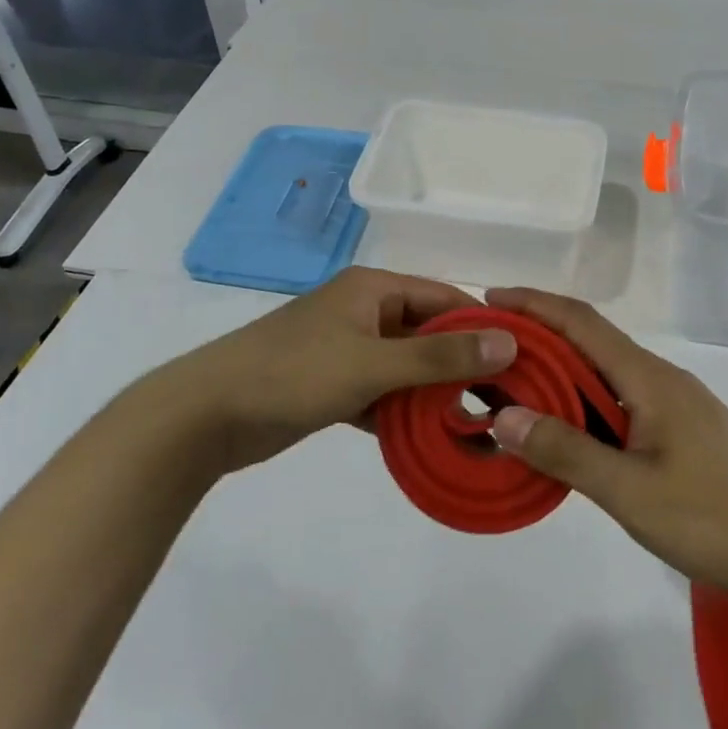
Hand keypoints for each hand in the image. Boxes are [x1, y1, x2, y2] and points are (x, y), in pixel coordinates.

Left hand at [150, 268, 517, 473]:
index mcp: (374, 289)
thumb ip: (441, 355)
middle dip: (462, 364)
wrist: (204, 415)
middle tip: (504, 400)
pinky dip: (403, 411)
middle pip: (429, 333)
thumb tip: (509, 340)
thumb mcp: (373, 363)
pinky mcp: (332, 384)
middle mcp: (364, 311)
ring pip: (407, 367)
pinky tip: (431, 439)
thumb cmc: (293, 374)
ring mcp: (347, 349)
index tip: (523, 359)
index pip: (446, 297)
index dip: (484, 324)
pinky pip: (383, 392)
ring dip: (435, 393)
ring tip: (477, 424)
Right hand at [484, 288, 727, 607]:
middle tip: (487, 351)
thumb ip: (566, 452)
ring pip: (605, 372)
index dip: (534, 304)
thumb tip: (502, 416)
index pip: (581, 323)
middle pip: (590, 341)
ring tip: (513, 386)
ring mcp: (675, 404)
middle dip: (538, 336)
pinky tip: (566, 427)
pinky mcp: (683, 430)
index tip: (488, 297)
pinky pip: (620, 398)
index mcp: (647, 378)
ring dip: (560, 371)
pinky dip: (583, 399)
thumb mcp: (631, 491)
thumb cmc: (715, 516)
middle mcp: (659, 378)